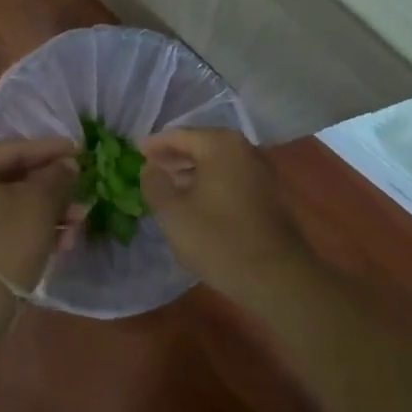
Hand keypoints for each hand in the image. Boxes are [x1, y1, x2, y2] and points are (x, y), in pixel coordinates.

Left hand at [0, 138, 76, 312]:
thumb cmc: (3, 244)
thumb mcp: (39, 204)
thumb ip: (56, 177)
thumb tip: (67, 165)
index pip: (14, 150)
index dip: (51, 151)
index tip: (80, 151)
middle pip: (10, 179)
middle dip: (50, 190)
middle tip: (80, 194)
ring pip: (5, 205)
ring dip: (42, 213)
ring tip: (76, 225)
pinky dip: (23, 229)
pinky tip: (56, 242)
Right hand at [141, 128, 309, 302]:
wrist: (277, 277)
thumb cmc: (219, 239)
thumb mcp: (173, 212)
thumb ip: (154, 183)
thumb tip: (150, 168)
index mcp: (220, 144)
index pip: (178, 135)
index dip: (154, 145)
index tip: (134, 153)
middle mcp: (244, 148)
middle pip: (200, 145)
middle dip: (173, 157)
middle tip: (149, 169)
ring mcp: (261, 170)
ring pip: (216, 163)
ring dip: (191, 172)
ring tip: (168, 187)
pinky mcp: (269, 193)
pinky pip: (231, 178)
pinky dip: (210, 183)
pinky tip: (196, 202)